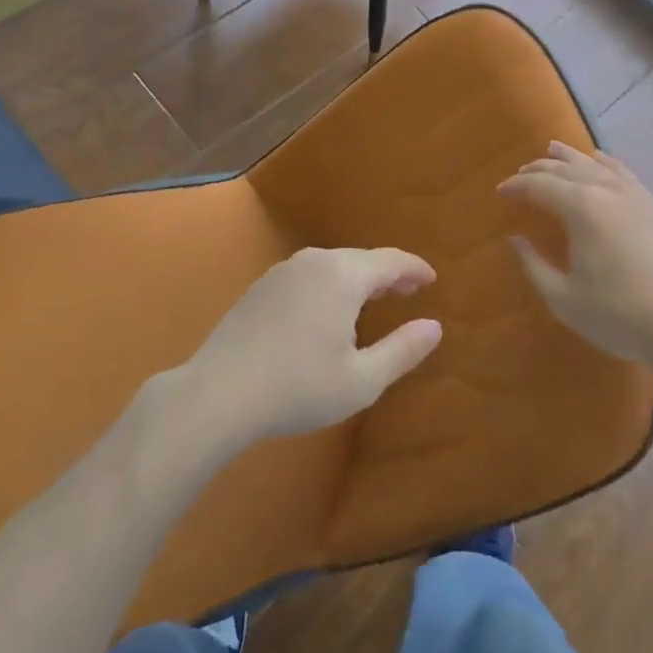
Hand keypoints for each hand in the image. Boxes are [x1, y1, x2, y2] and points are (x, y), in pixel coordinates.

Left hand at [175, 247, 442, 449]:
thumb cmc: (298, 388)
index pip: (391, 261)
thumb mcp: (361, 380)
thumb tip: (434, 327)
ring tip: (372, 299)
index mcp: (343, 276)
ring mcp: (283, 271)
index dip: (415, 269)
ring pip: (333, 266)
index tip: (431, 279)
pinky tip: (327, 310)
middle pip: (361, 259)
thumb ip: (403, 350)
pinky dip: (330, 284)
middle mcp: (315, 262)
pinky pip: (309, 275)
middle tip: (407, 291)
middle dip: (388, 273)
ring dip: (357, 278)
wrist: (218, 393)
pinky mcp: (261, 286)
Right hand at [500, 142, 652, 371]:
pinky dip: (605, 162)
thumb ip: (534, 266)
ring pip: (595, 164)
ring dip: (569, 157)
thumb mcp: (564, 299)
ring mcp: (634, 195)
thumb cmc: (620, 315)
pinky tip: (599, 159)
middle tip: (519, 176)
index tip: (500, 192)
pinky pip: (623, 172)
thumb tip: (516, 239)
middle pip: (565, 169)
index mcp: (580, 208)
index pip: (539, 185)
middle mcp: (605, 190)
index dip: (516, 186)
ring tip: (552, 149)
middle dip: (538, 169)